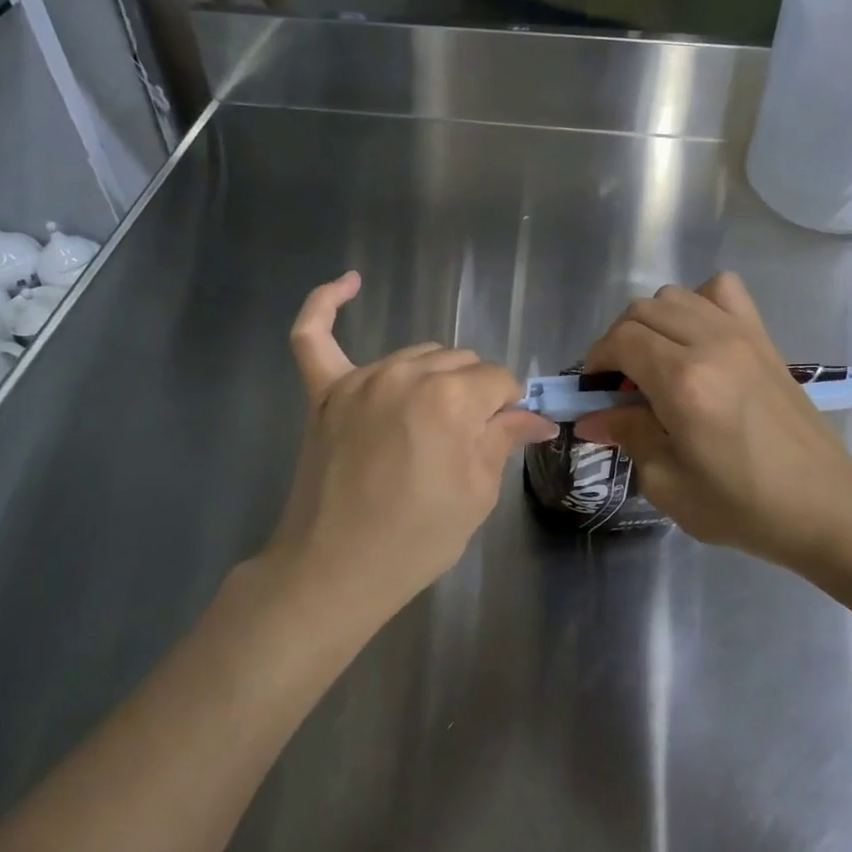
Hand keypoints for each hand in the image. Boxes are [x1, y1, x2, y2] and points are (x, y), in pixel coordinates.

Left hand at [266, 272, 557, 624]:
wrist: (336, 570)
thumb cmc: (417, 539)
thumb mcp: (477, 494)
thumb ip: (504, 438)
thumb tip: (538, 417)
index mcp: (451, 398)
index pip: (499, 380)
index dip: (507, 409)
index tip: (502, 438)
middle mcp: (407, 373)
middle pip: (460, 362)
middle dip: (474, 394)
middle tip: (466, 441)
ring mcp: (360, 378)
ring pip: (417, 354)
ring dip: (434, 377)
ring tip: (431, 422)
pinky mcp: (324, 391)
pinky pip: (313, 334)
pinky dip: (327, 304)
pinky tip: (350, 281)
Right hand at [574, 272, 851, 572]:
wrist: (824, 505)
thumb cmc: (742, 505)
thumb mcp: (669, 483)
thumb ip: (627, 436)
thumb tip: (592, 417)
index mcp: (683, 382)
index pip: (621, 341)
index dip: (597, 360)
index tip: (594, 391)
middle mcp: (710, 344)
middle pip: (642, 311)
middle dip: (618, 341)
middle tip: (620, 383)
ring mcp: (741, 334)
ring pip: (675, 295)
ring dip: (652, 321)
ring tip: (655, 360)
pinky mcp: (763, 337)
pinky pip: (723, 290)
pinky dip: (698, 302)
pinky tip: (697, 337)